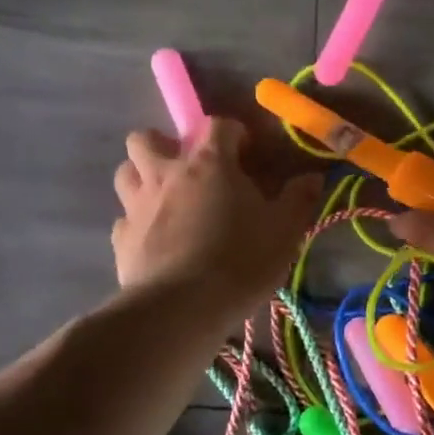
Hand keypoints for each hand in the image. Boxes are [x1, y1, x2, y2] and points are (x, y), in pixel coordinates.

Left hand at [112, 119, 323, 317]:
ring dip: (142, 176)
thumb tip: (313, 177)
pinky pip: (124, 218)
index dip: (232, 132)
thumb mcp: (284, 231)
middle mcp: (167, 174)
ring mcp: (138, 205)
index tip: (245, 151)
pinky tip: (154, 239)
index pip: (218, 126)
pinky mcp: (121, 238)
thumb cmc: (240, 261)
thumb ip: (298, 200)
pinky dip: (136, 222)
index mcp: (209, 164)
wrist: (182, 308)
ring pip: (125, 171)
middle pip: (146, 138)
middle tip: (186, 168)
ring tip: (164, 198)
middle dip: (163, 145)